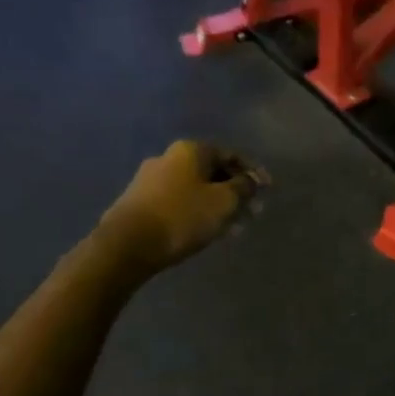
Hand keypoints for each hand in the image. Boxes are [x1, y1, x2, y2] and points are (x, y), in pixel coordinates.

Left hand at [101, 141, 265, 270]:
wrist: (126, 244)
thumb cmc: (182, 216)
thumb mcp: (224, 202)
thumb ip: (244, 188)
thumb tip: (252, 180)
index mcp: (191, 150)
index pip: (231, 155)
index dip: (253, 173)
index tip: (268, 191)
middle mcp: (169, 158)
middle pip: (212, 172)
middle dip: (234, 191)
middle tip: (251, 212)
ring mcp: (150, 179)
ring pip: (195, 189)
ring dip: (217, 205)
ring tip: (232, 227)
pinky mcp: (139, 202)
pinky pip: (178, 202)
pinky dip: (197, 212)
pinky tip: (205, 230)